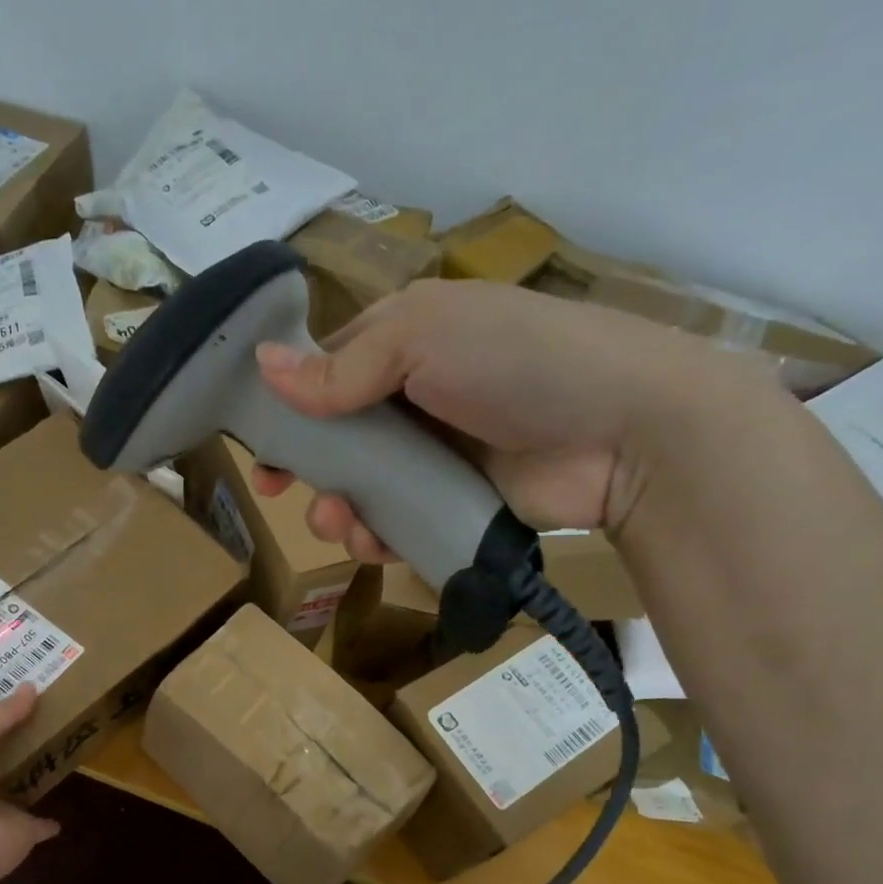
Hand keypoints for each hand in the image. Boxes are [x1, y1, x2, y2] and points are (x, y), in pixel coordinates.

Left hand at [0, 686, 59, 882]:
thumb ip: (0, 715)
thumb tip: (30, 686)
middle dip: (5, 740)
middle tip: (35, 712)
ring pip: (15, 786)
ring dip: (30, 773)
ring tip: (55, 746)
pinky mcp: (21, 830)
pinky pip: (40, 822)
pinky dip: (50, 821)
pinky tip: (63, 808)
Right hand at [251, 279, 715, 560]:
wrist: (625, 431)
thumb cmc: (517, 361)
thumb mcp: (422, 340)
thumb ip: (341, 367)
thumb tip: (261, 365)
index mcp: (404, 342)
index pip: (328, 371)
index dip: (288, 406)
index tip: (258, 445)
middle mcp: (415, 395)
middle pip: (338, 438)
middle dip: (308, 468)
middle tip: (283, 493)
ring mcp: (437, 454)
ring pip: (363, 488)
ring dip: (338, 510)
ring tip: (339, 524)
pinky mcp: (456, 503)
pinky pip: (399, 523)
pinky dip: (378, 537)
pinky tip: (373, 543)